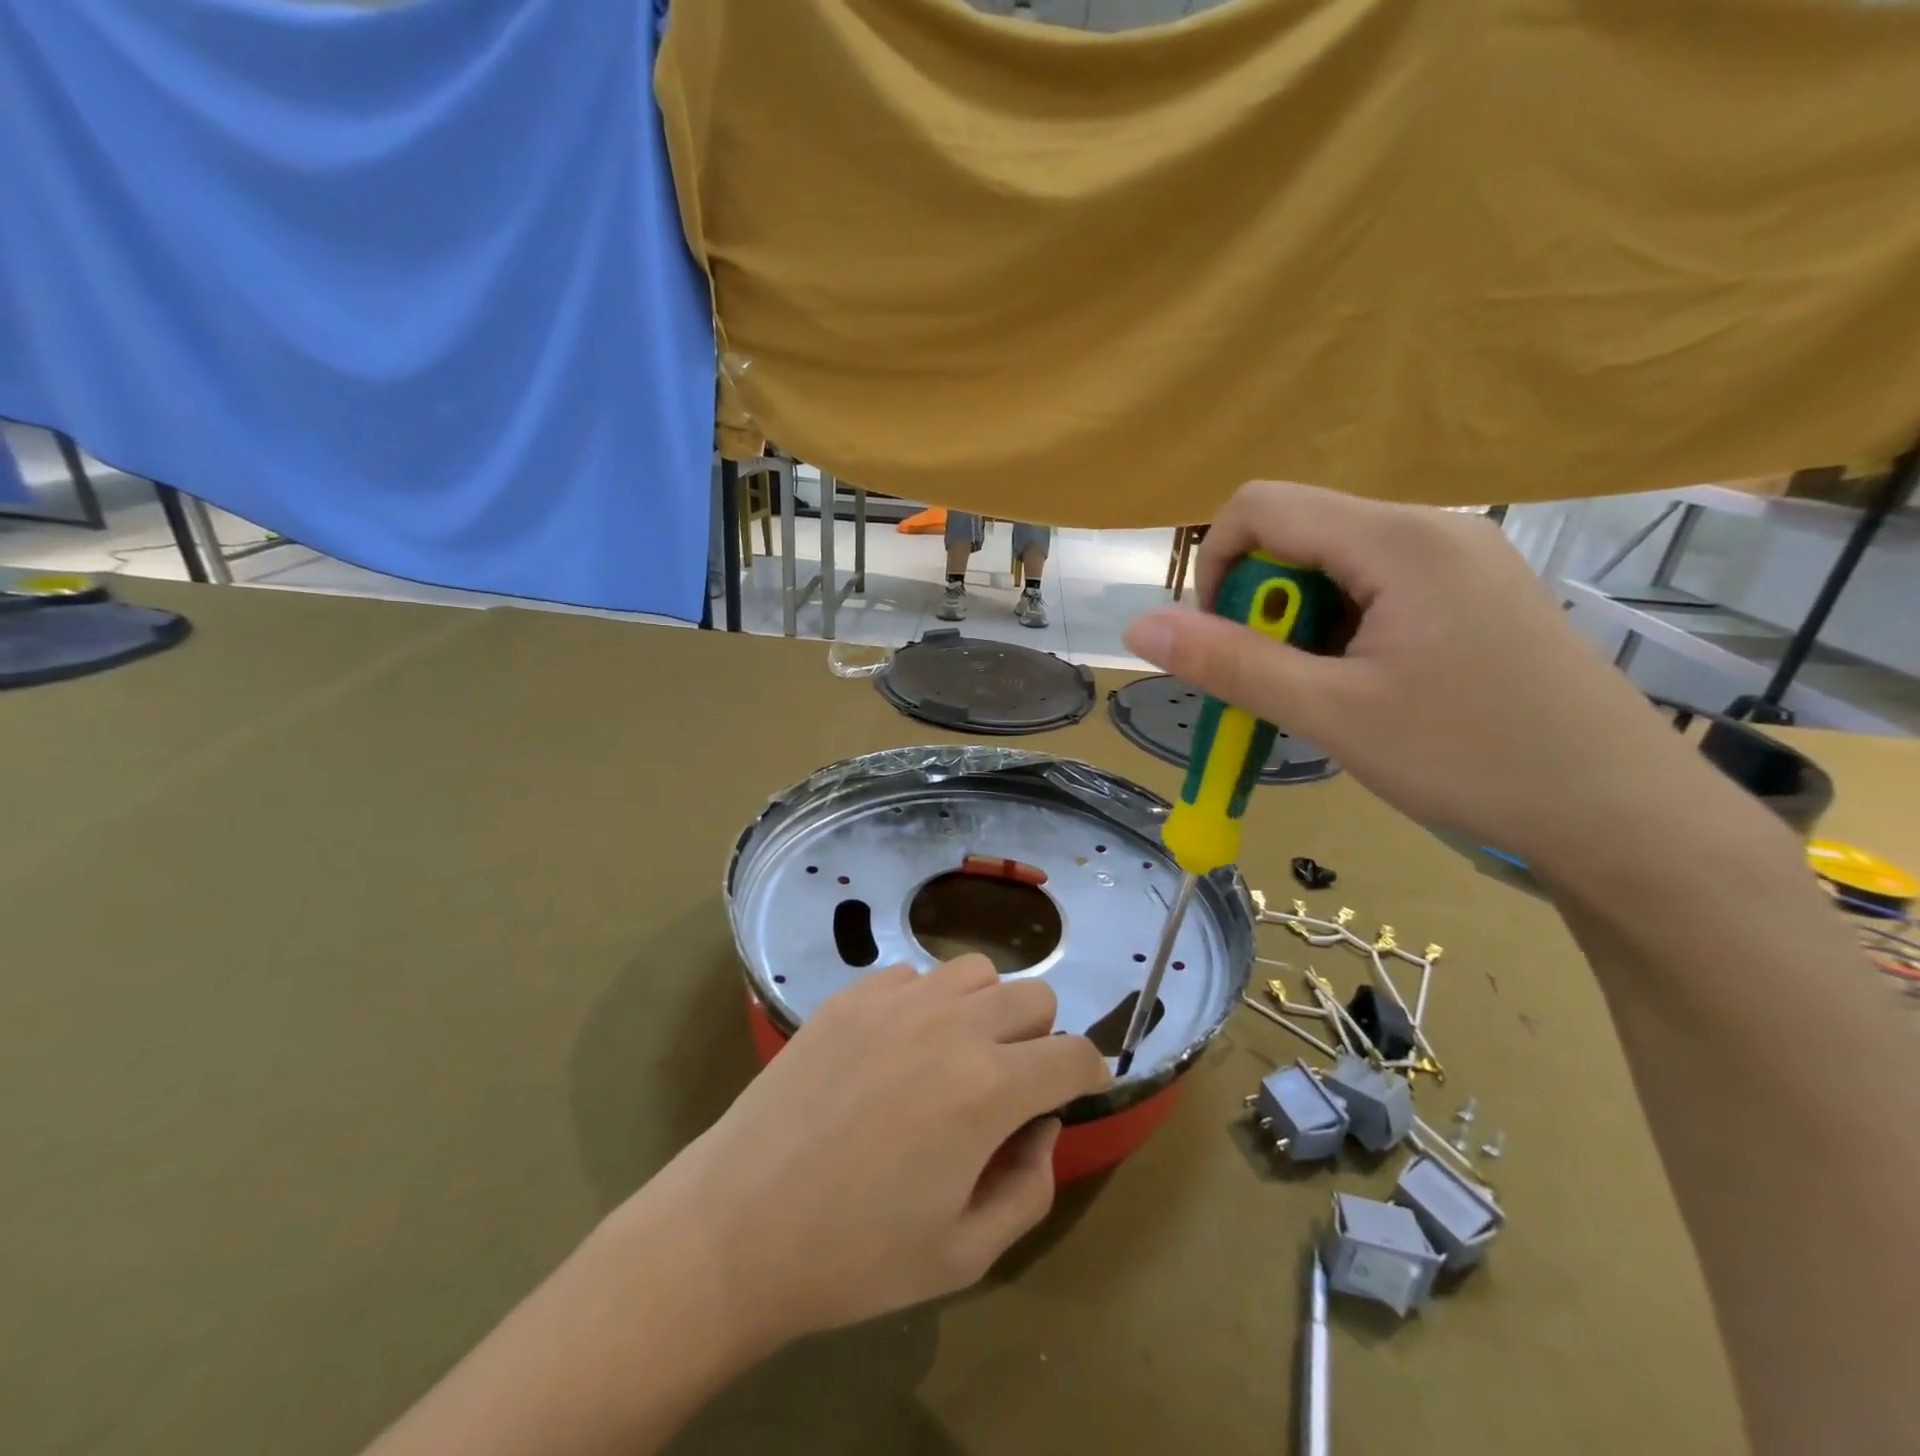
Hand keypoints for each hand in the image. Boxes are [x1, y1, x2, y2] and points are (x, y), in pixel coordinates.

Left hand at [638, 957, 1109, 1347]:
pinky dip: (927, 1002)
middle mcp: (951, 1025)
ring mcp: (896, 1001)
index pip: (1073, 1055)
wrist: (736, 1226)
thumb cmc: (854, 1255)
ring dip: (988, 1009)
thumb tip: (1040, 1125)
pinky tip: (899, 1045)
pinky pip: (914, 976)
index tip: (1084, 1089)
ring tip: (959, 1053)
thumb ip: (1030, 1187)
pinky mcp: (850, 995)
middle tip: (1014, 1083)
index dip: (1091, 1073)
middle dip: (1042, 1040)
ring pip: (977, 971)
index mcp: (988, 1089)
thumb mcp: (965, 1254)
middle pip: (1034, 997)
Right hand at [1123, 481, 1706, 865]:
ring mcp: (1460, 562)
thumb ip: (1229, 663)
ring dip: (1298, 628)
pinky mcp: (1475, 598)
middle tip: (1275, 684)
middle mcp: (1430, 530)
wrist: (1623, 816)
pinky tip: (1364, 692)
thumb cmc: (1471, 758)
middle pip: (1299, 535)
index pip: (1261, 506)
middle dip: (1259, 607)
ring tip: (1322, 698)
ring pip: (1334, 569)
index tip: (1220, 642)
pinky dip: (1340, 636)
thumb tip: (1137, 627)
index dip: (1214, 566)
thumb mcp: (1330, 713)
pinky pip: (1376, 593)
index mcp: (1397, 539)